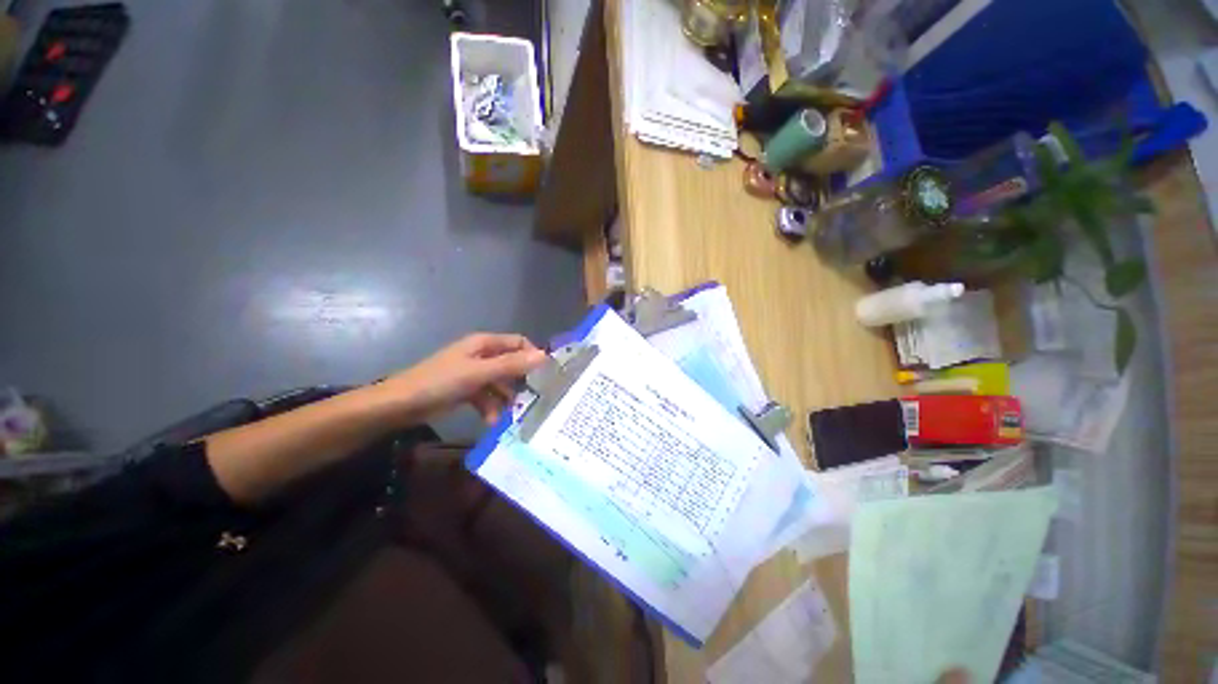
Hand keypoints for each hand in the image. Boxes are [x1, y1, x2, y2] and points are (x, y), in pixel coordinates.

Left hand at [375, 333, 547, 424]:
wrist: (400, 405)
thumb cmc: (441, 382)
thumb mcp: (479, 373)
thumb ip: (512, 365)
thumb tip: (545, 356)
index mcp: (485, 344)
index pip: (519, 343)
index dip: (533, 355)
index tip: (546, 375)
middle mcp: (482, 355)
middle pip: (511, 364)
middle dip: (522, 381)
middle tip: (535, 399)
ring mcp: (474, 374)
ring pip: (500, 383)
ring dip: (506, 398)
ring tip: (514, 415)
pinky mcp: (466, 390)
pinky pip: (487, 397)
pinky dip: (491, 408)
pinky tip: (493, 422)